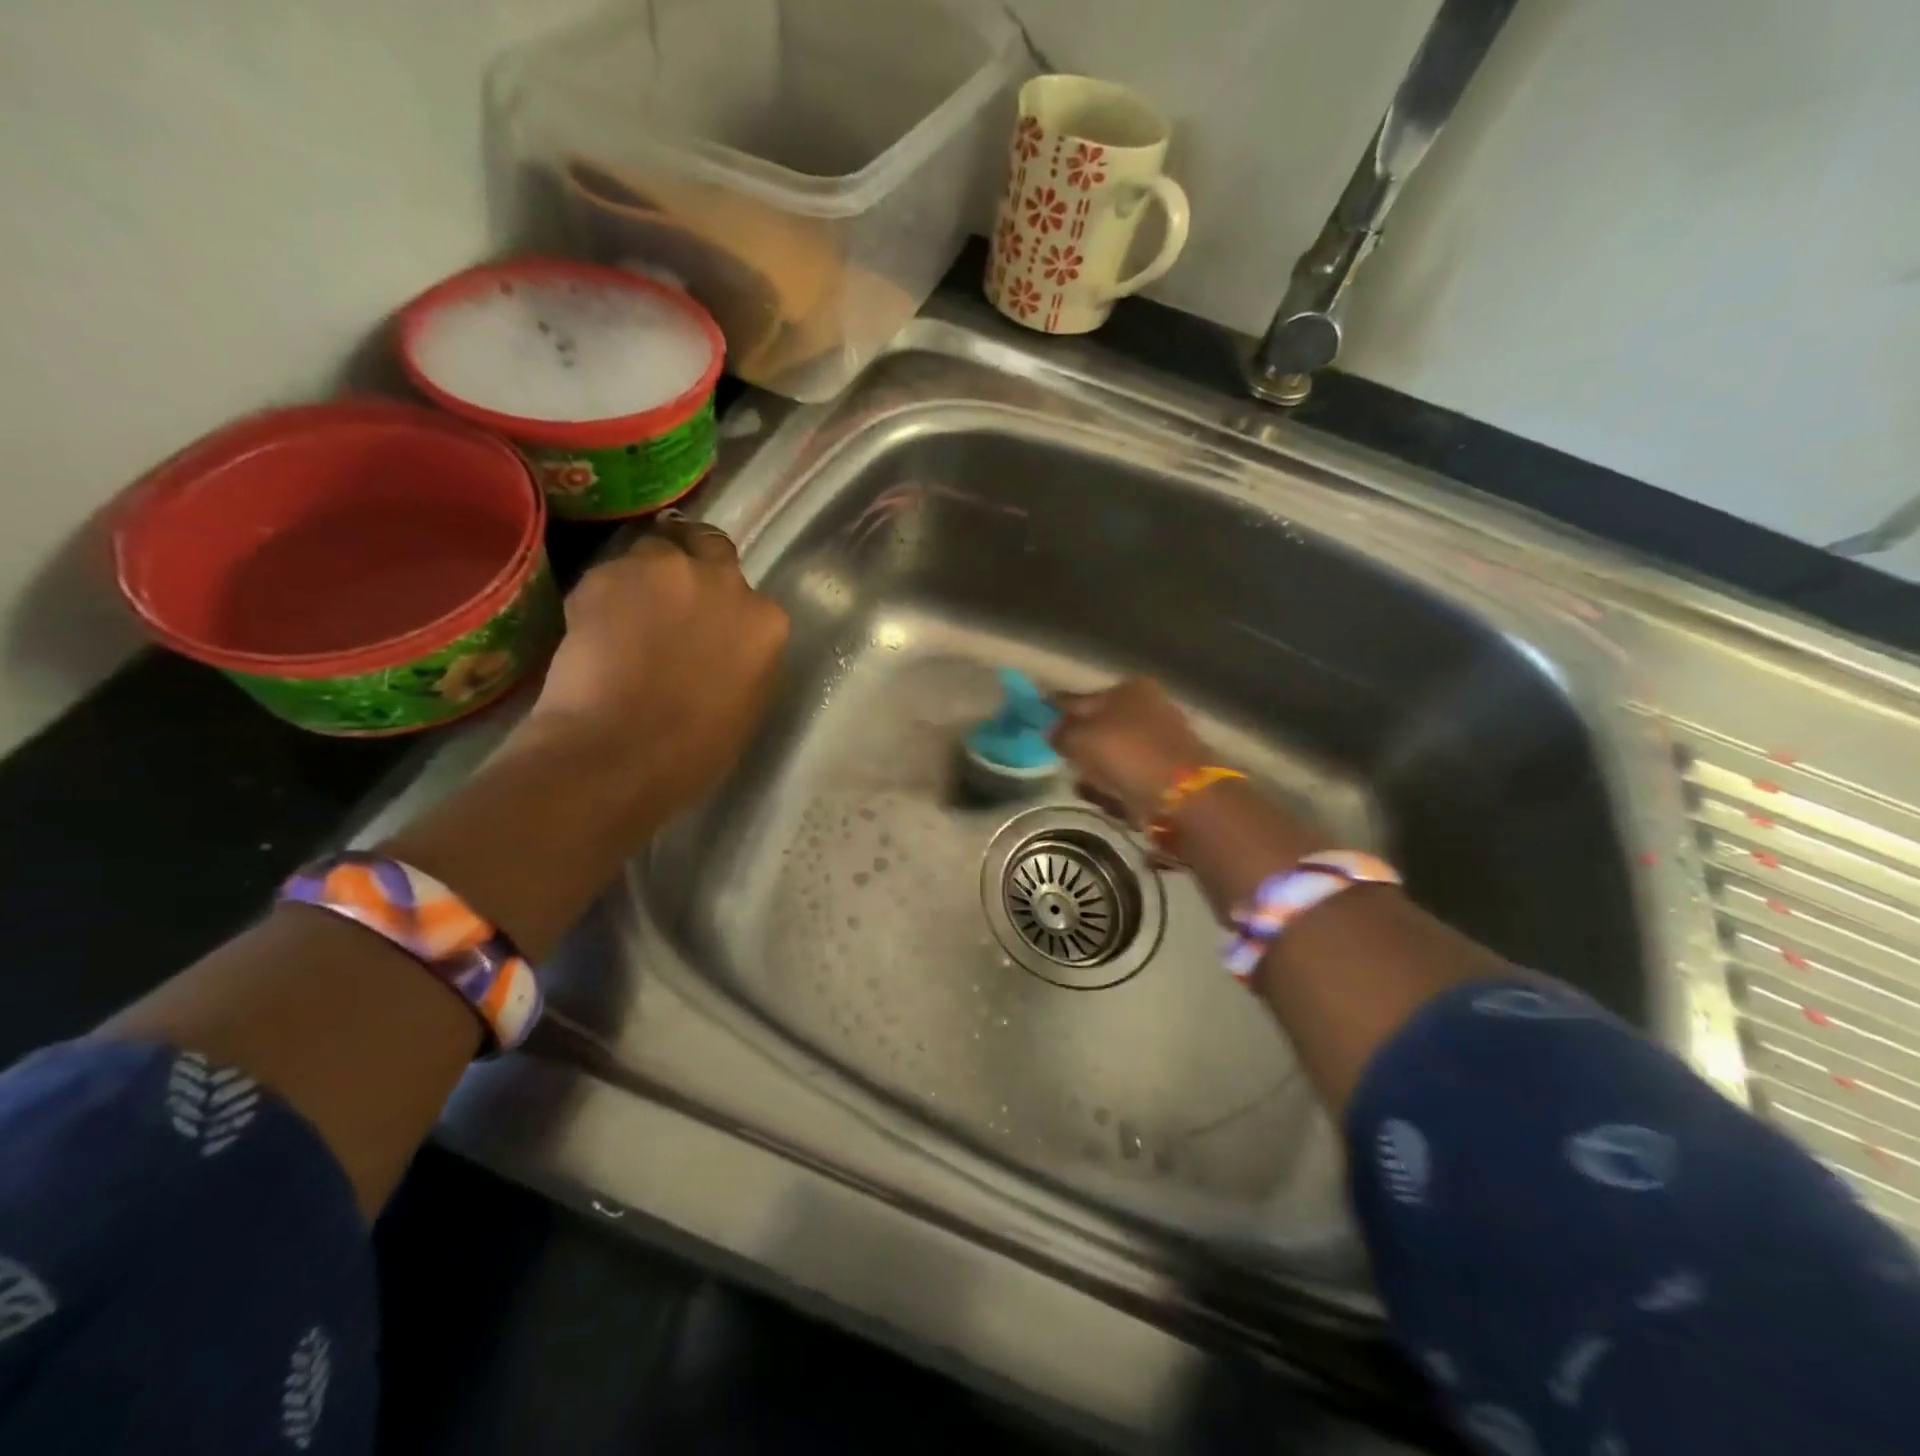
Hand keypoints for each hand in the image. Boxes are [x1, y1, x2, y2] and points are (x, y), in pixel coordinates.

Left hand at [508, 514, 789, 829]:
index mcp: (765, 622)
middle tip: (668, 603)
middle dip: (692, 566)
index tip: (707, 630)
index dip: (724, 611)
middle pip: (707, 549)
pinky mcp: (606, 573)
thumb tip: (724, 647)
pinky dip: (602, 597)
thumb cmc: (694, 751)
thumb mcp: (746, 705)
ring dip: (645, 578)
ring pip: (654, 554)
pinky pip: (608, 575)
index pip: (749, 598)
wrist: (619, 753)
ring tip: (624, 617)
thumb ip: (744, 659)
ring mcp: (663, 571)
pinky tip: (592, 633)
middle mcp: (722, 581)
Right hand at [1050, 676, 1212, 826]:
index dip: (1058, 710)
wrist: (1182, 795)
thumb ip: (1060, 732)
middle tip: (1062, 760)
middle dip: (1080, 744)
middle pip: (1100, 726)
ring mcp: (1162, 740)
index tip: (1038, 722)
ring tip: (1084, 784)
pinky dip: (1116, 785)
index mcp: (1129, 688)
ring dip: (1097, 768)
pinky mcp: (1169, 772)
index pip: (1081, 698)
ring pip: (1114, 752)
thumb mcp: (1080, 738)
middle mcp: (1149, 707)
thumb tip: (1052, 731)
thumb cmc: (1126, 753)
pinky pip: (1130, 776)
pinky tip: (1107, 797)